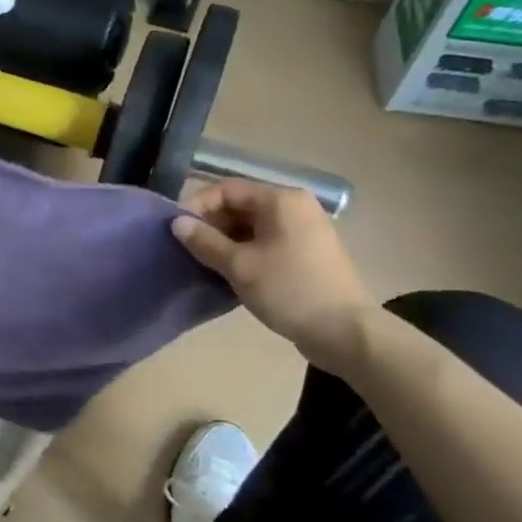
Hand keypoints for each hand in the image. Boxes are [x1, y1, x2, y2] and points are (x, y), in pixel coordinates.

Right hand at [171, 178, 377, 368]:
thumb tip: (177, 223)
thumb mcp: (238, 266)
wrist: (344, 332)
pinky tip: (232, 272)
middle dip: (212, 224)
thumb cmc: (288, 290)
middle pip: (241, 205)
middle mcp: (296, 206)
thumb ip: (204, 241)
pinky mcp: (309, 253)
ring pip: (254, 225)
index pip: (227, 189)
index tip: (177, 230)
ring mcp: (306, 230)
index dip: (198, 206)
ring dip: (227, 240)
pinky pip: (268, 241)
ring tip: (206, 263)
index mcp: (281, 200)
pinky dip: (246, 251)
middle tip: (190, 249)